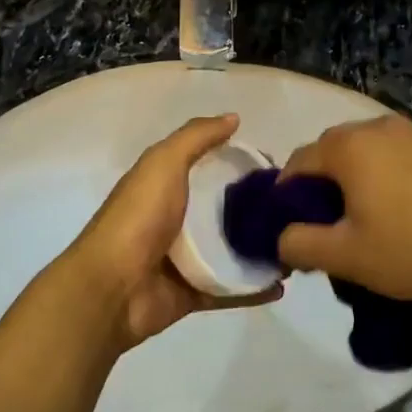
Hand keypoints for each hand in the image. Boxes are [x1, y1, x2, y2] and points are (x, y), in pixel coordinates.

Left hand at [59, 114, 279, 351]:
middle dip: (259, 209)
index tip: (278, 167)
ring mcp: (185, 260)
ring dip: (262, 249)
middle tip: (297, 209)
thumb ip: (196, 137)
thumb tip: (234, 118)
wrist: (112, 287)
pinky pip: (231, 289)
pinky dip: (255, 288)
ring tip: (298, 245)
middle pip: (226, 211)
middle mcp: (176, 220)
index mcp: (166, 186)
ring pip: (232, 251)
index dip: (241, 165)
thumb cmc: (138, 217)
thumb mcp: (163, 162)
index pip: (210, 169)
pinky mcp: (193, 294)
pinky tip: (283, 284)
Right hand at [277, 116, 411, 307]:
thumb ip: (300, 243)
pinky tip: (409, 206)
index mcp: (351, 147)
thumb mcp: (347, 257)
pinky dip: (393, 172)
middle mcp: (380, 126)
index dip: (287, 192)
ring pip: (371, 149)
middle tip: (331, 220)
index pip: (300, 161)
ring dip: (360, 174)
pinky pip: (403, 153)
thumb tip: (281, 237)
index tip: (292, 222)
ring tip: (371, 213)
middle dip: (324, 180)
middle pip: (335, 149)